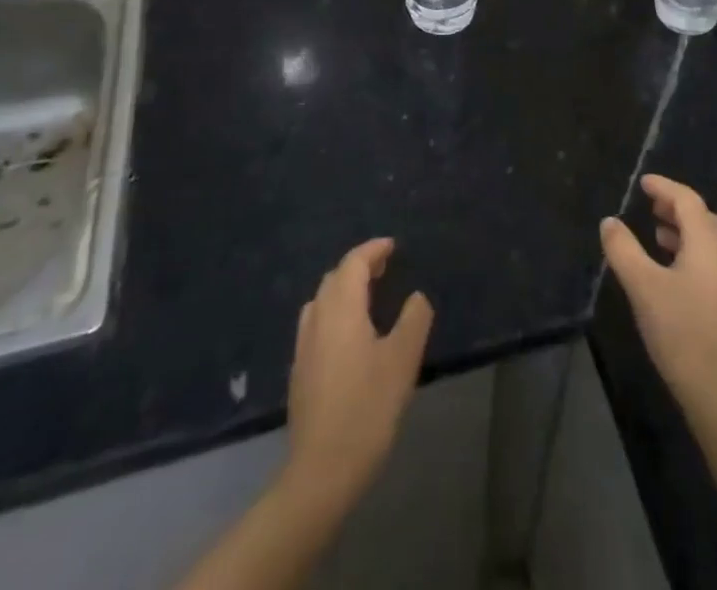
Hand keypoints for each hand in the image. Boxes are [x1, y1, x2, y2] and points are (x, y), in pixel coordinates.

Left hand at [283, 238, 434, 515]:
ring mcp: (303, 347)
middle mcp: (317, 319)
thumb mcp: (403, 360)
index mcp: (341, 309)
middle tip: (385, 268)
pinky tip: (349, 335)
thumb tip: (416, 297)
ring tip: (368, 297)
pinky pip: (316, 324)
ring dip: (343, 290)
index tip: (392, 246)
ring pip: (321, 301)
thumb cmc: (367, 408)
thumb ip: (414, 319)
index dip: (373, 250)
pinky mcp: (299, 371)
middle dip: (358, 266)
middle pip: (334, 278)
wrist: (322, 471)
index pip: (353, 263)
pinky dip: (334, 312)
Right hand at [600, 175, 716, 424]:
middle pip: (700, 217)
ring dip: (682, 230)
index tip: (643, 182)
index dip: (664, 187)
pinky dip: (689, 252)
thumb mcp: (643, 287)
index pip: (686, 199)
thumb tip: (609, 221)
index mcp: (707, 241)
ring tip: (656, 233)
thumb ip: (624, 250)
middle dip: (674, 206)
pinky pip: (709, 261)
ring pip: (707, 241)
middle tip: (649, 204)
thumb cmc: (683, 332)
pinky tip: (671, 271)